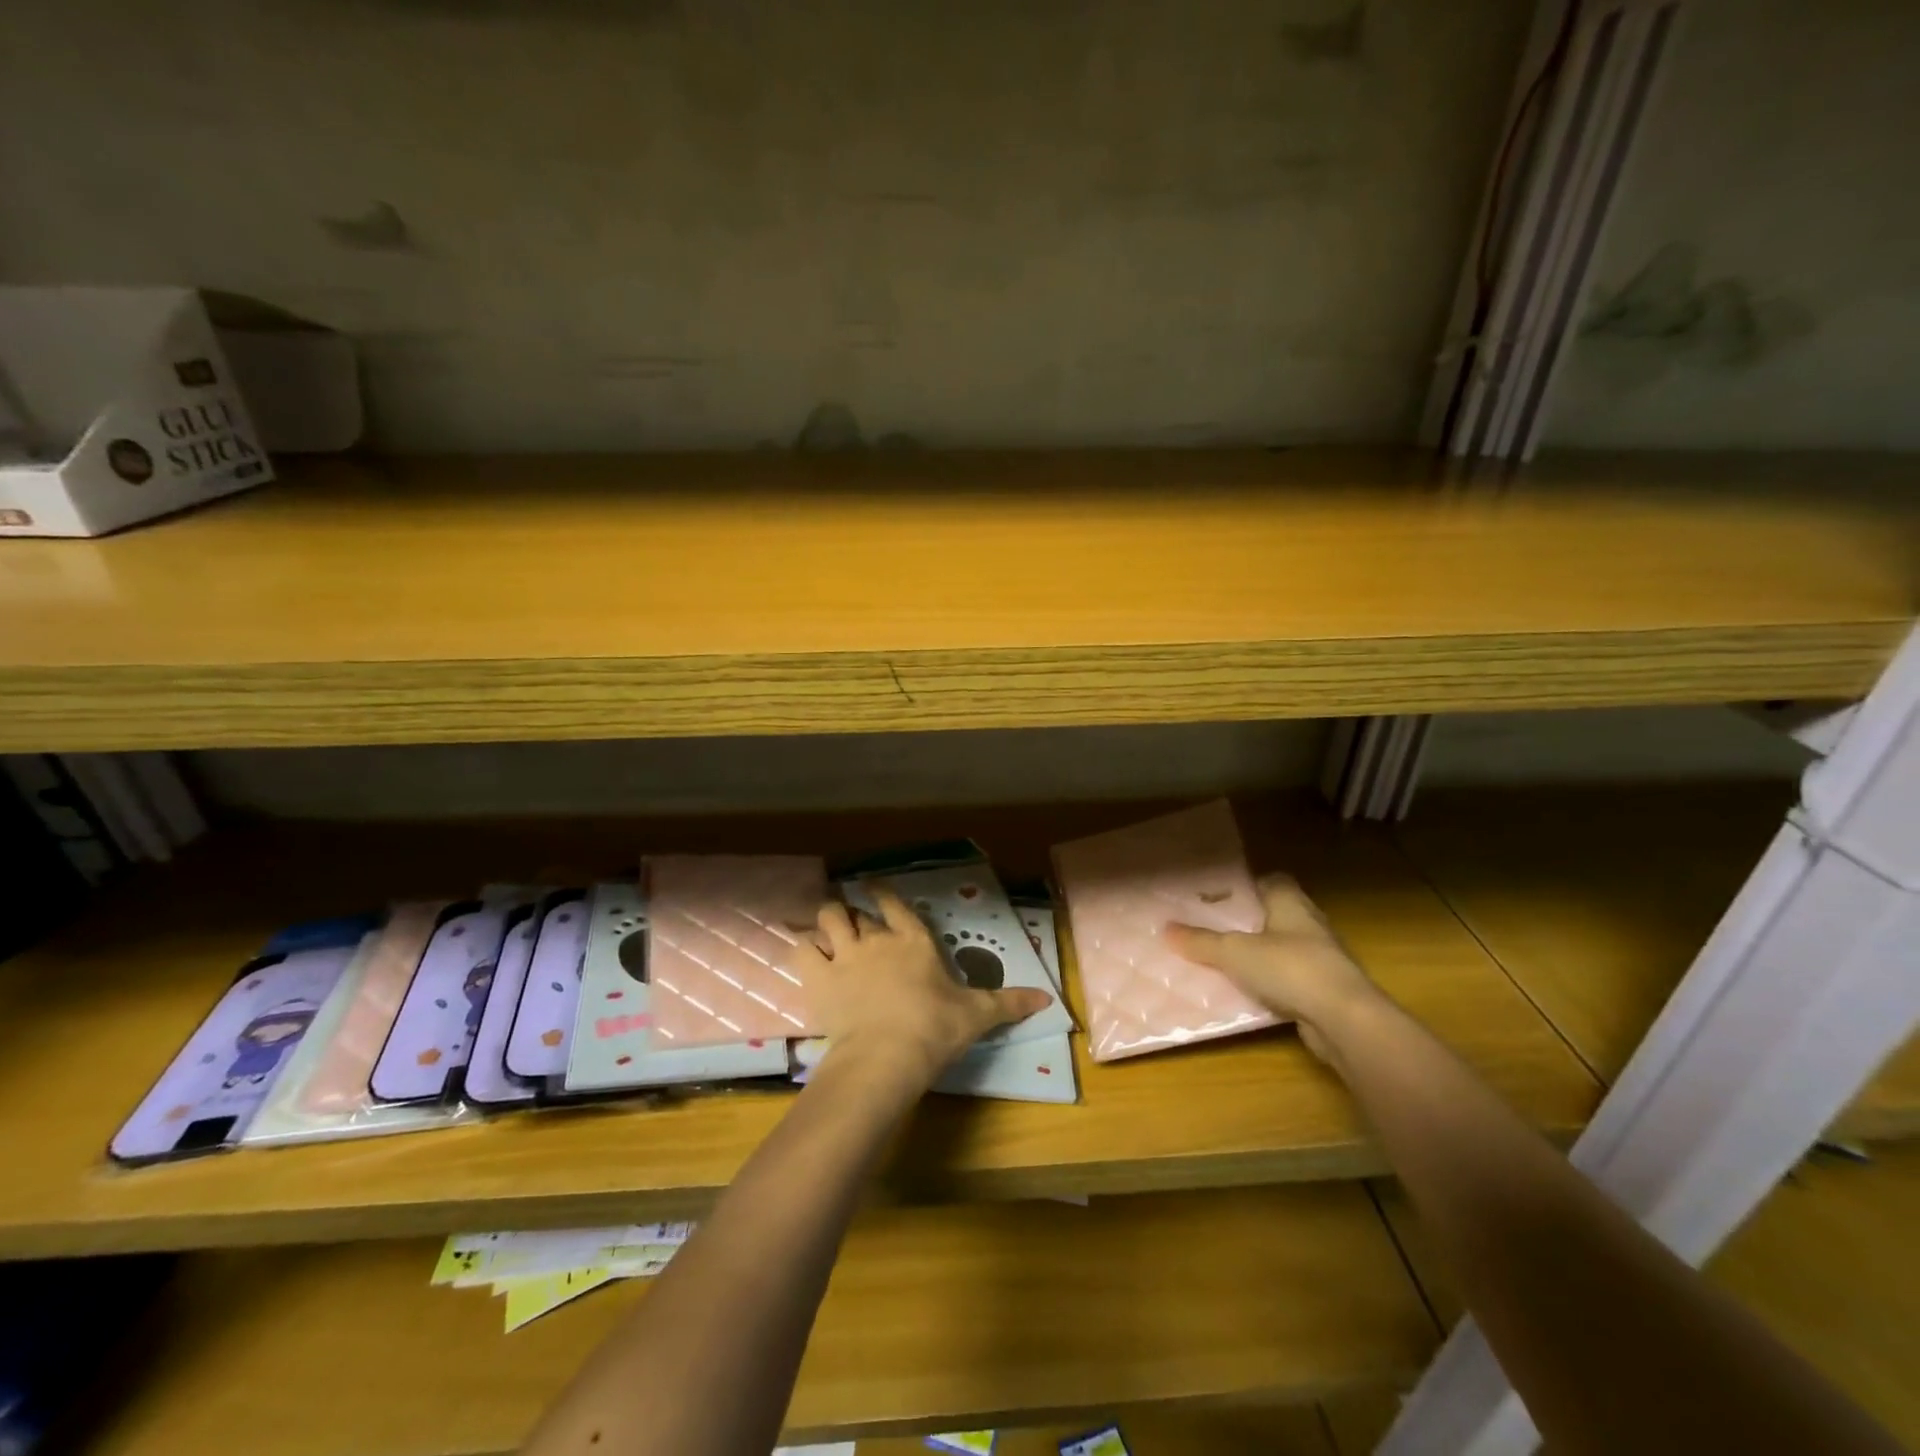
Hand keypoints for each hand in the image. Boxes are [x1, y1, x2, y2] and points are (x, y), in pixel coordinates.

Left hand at [799, 888, 1054, 1088]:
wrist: (888, 1054)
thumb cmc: (936, 1028)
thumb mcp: (977, 1015)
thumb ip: (1009, 1002)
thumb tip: (1048, 999)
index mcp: (914, 941)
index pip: (895, 905)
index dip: (882, 892)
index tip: (872, 885)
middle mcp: (878, 939)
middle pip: (857, 911)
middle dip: (852, 912)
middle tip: (851, 921)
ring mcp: (846, 954)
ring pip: (828, 918)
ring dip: (827, 920)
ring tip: (825, 928)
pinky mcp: (819, 977)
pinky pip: (801, 948)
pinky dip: (801, 946)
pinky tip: (802, 950)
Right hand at [1165, 874, 1379, 1059]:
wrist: (1345, 1021)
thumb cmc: (1290, 969)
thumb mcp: (1234, 953)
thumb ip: (1201, 942)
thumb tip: (1164, 929)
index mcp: (1291, 903)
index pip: (1272, 880)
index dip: (1247, 885)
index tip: (1220, 895)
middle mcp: (1310, 924)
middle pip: (1276, 914)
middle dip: (1248, 921)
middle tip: (1213, 927)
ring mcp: (1322, 959)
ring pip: (1283, 948)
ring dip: (1260, 955)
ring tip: (1224, 960)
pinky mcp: (1324, 991)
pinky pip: (1289, 980)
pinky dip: (1270, 984)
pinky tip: (1246, 993)